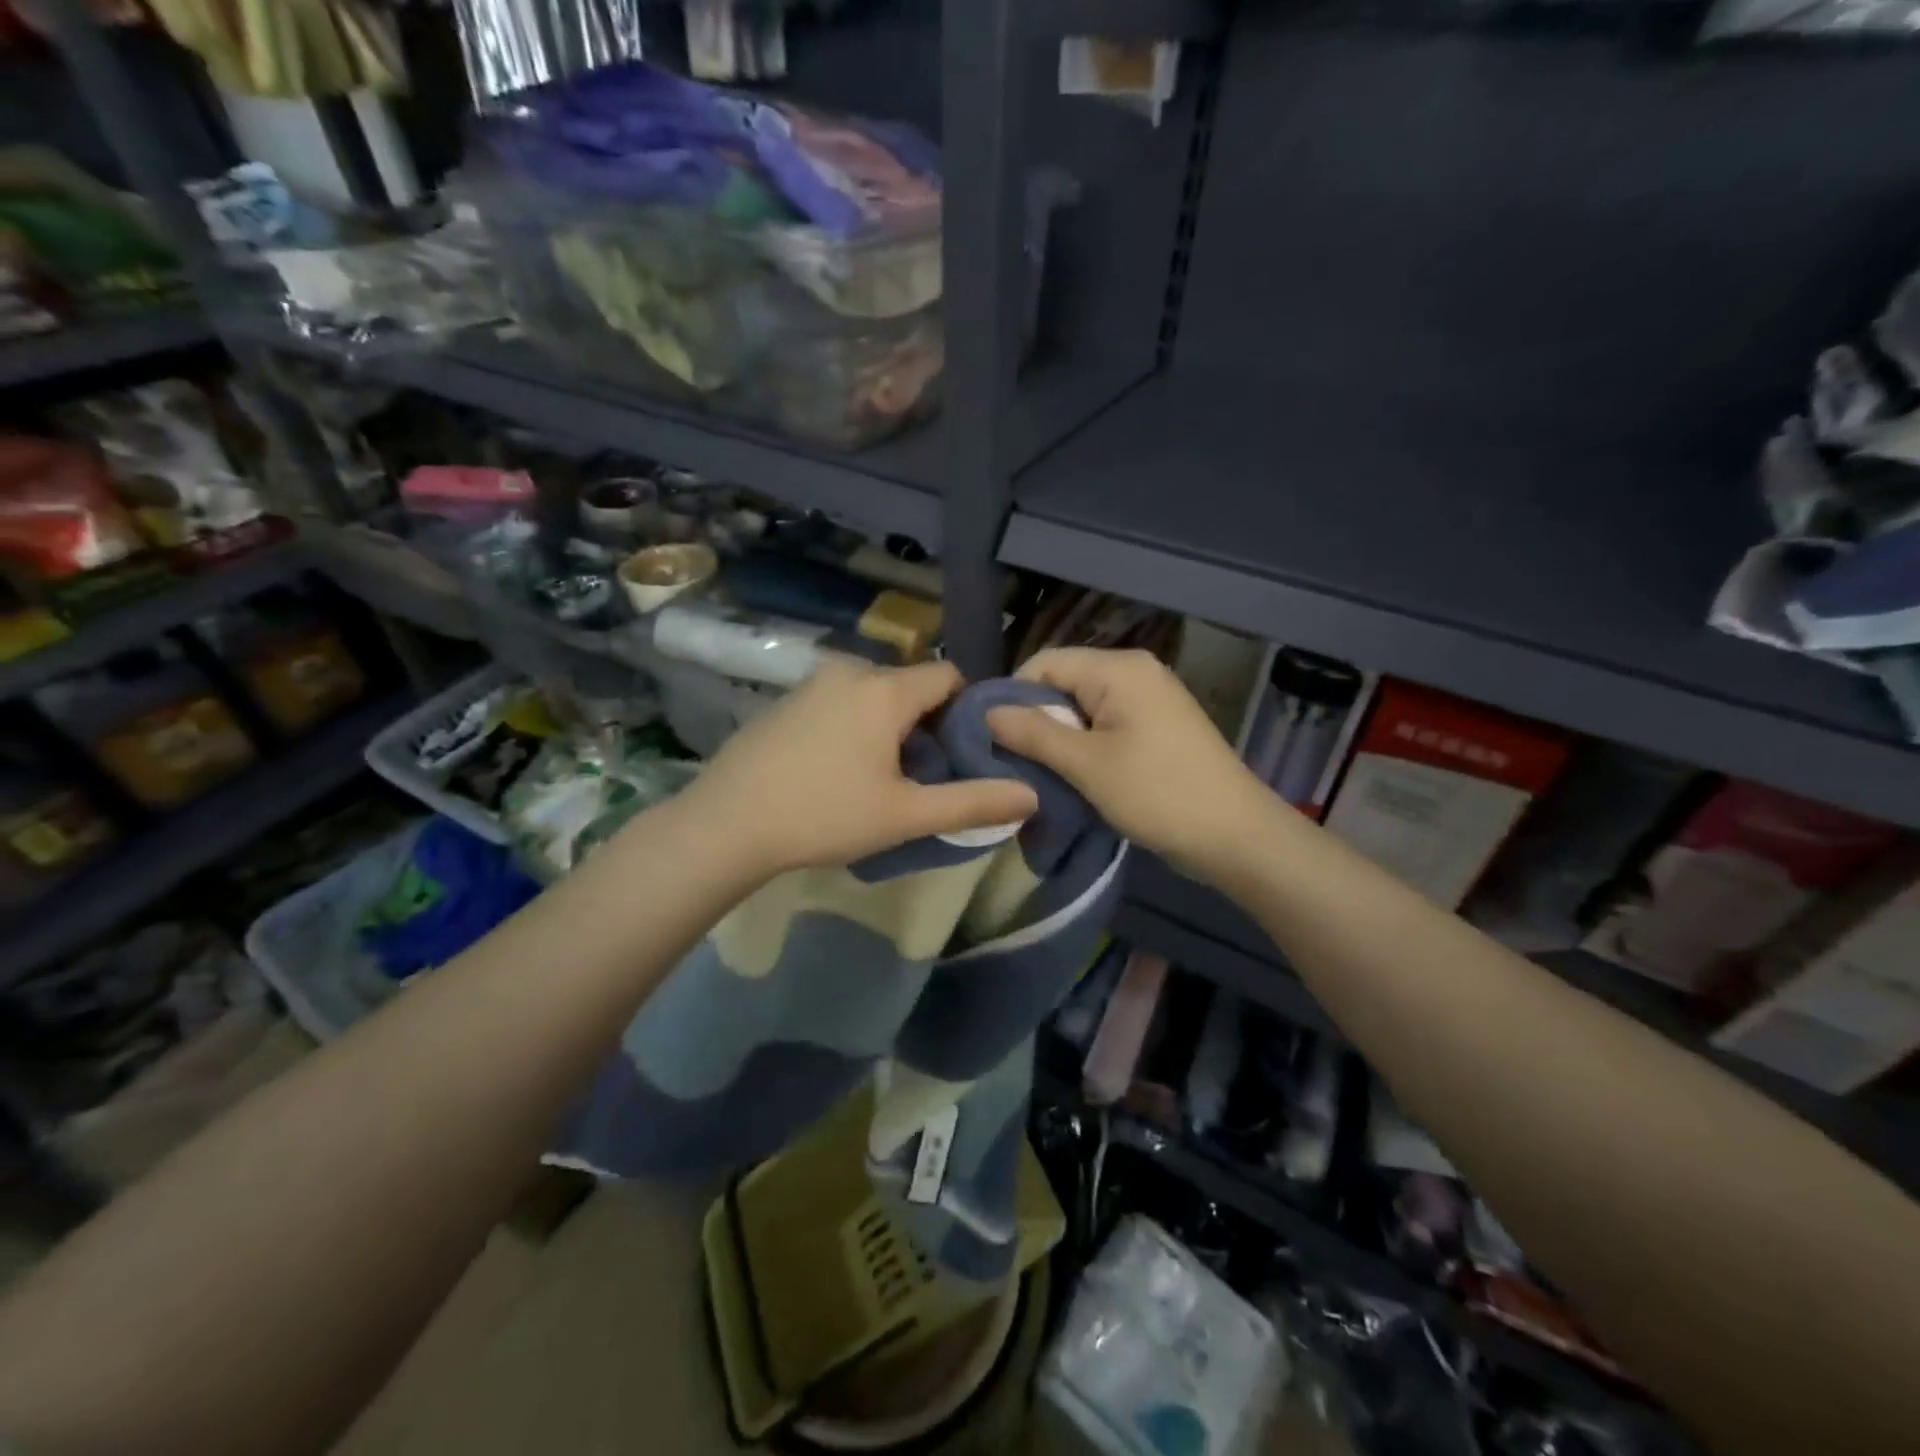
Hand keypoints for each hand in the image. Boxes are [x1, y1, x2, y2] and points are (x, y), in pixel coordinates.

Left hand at [687, 658, 1038, 877]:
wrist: (727, 824)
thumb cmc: (825, 815)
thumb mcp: (906, 815)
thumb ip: (972, 802)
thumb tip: (1031, 795)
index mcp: (886, 689)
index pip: (949, 676)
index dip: (967, 710)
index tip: (966, 752)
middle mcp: (850, 671)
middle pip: (911, 686)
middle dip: (928, 723)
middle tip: (925, 775)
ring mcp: (811, 683)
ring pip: (873, 695)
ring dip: (890, 726)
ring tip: (882, 778)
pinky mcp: (784, 701)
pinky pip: (839, 702)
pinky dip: (854, 725)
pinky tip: (837, 770)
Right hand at [986, 647, 1277, 879]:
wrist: (1235, 835)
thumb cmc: (1157, 794)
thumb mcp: (1086, 764)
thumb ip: (1033, 732)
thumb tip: (986, 711)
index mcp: (1119, 668)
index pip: (1043, 664)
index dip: (1012, 697)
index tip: (993, 738)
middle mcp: (1135, 671)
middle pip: (1063, 682)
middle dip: (1036, 719)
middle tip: (1015, 762)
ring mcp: (1151, 697)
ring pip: (1083, 706)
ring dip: (1060, 737)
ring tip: (1043, 772)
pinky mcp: (1158, 725)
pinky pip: (1106, 722)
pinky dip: (1085, 745)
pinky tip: (1077, 775)